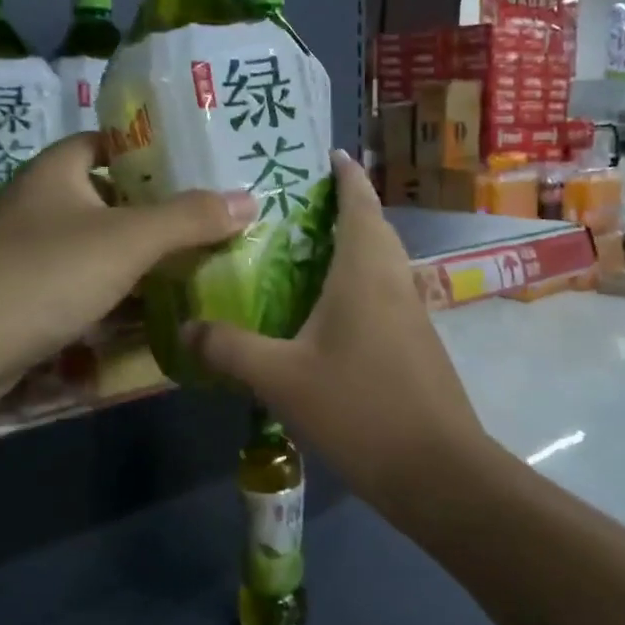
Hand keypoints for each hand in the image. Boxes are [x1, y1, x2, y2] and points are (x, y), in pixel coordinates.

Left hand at [0, 133, 252, 448]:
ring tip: (205, 263)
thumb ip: (189, 219)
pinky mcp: (31, 300)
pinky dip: (121, 297)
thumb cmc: (44, 275)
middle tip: (219, 219)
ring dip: (146, 259)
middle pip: (114, 197)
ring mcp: (33, 254)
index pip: (111, 141)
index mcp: (58, 170)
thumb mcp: (127, 241)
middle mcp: (43, 204)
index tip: (205, 164)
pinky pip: (88, 288)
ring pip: (103, 248)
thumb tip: (249, 199)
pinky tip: (162, 311)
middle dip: (163, 211)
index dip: (155, 149)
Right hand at [185, 152, 488, 509]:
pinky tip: (328, 309)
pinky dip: (359, 282)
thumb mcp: (282, 379)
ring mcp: (413, 312)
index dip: (346, 174)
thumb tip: (186, 328)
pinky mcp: (417, 342)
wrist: (438, 471)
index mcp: (366, 271)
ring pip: (382, 261)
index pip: (359, 201)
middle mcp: (395, 279)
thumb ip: (231, 349)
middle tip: (296, 204)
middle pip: (374, 226)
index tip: (327, 154)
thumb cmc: (360, 408)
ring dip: (353, 245)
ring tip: (306, 249)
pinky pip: (385, 292)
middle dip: (344, 206)